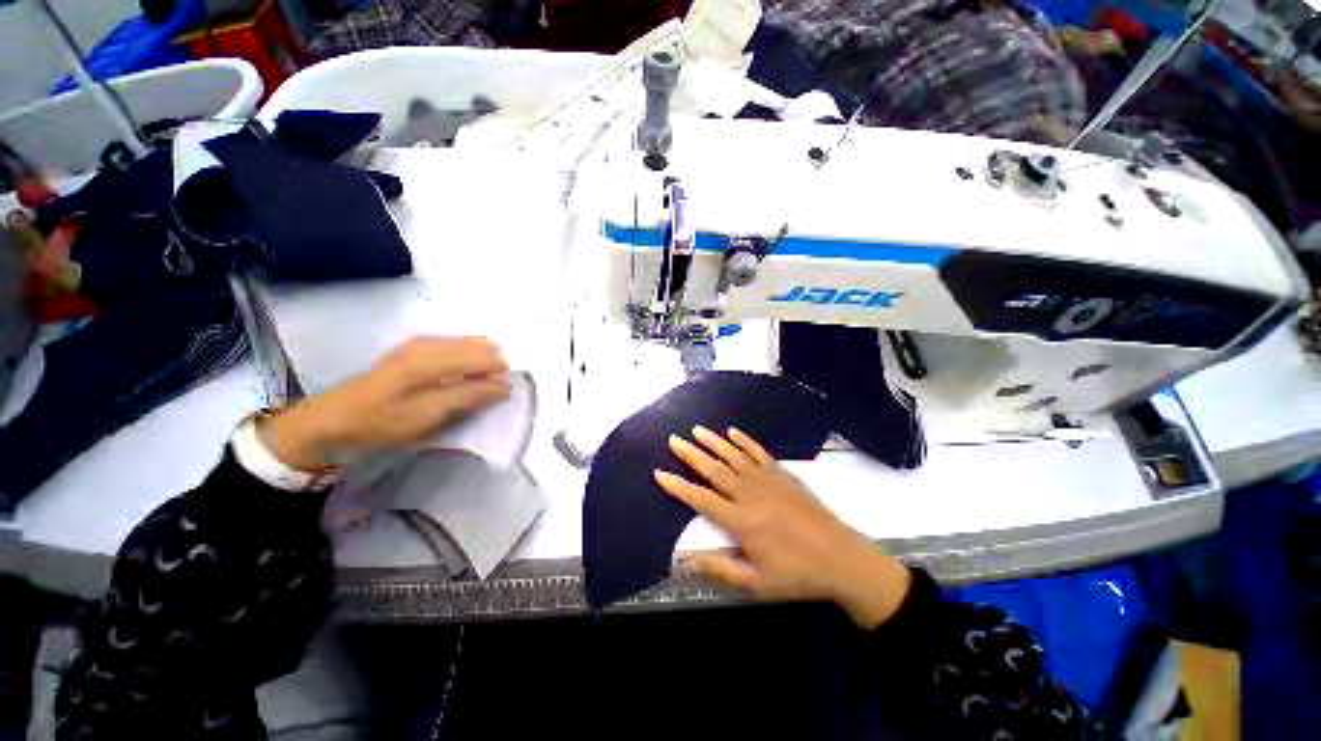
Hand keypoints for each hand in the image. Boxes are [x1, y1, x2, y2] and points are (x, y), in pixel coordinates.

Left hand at [261, 337, 509, 470]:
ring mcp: (421, 344)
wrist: (331, 423)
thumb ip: (469, 396)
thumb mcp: (428, 415)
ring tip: (484, 387)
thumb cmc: (381, 422)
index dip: (503, 373)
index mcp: (432, 356)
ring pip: (470, 345)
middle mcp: (429, 342)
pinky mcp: (415, 350)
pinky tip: (466, 378)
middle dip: (495, 365)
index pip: (485, 356)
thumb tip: (505, 385)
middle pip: (481, 345)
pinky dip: (469, 361)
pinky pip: (457, 348)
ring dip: (483, 364)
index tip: (509, 393)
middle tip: (497, 391)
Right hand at [655, 427, 911, 628]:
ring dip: (713, 441)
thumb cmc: (797, 574)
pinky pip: (759, 453)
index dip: (678, 485)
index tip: (659, 472)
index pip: (700, 498)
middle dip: (691, 454)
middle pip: (714, 470)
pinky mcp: (783, 474)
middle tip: (673, 439)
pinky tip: (733, 432)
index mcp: (740, 520)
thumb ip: (719, 569)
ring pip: (734, 456)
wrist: (842, 558)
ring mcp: (768, 480)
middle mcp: (750, 493)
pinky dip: (744, 441)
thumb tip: (684, 561)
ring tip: (696, 429)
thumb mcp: (756, 583)